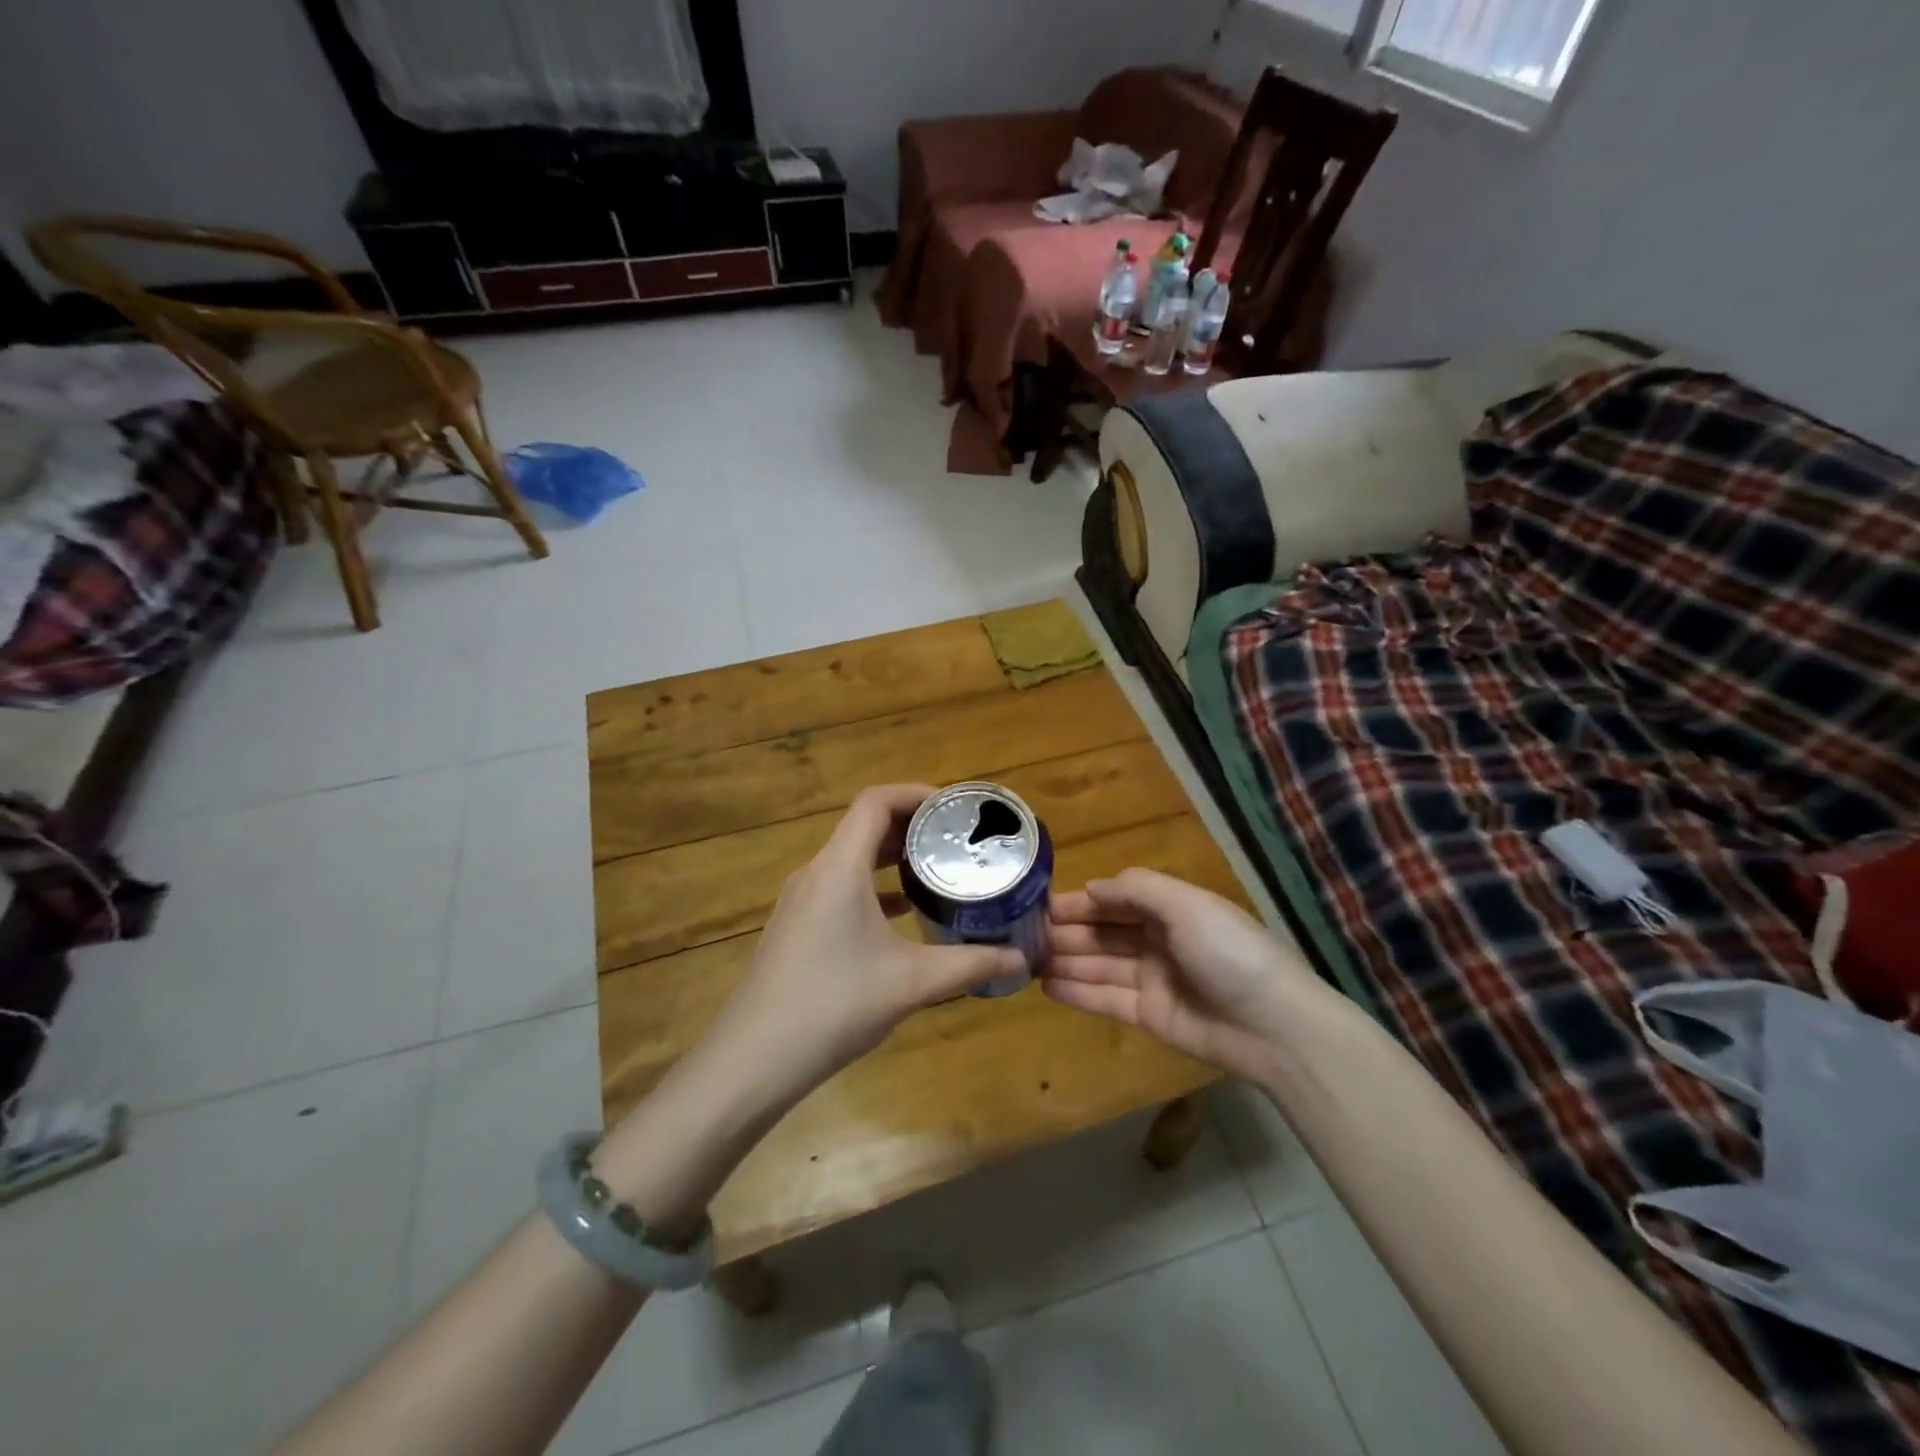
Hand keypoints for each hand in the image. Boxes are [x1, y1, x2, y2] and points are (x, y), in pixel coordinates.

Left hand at [706, 784, 1026, 1100]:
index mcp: (839, 868)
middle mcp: (816, 872)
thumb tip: (1019, 957)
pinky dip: (874, 886)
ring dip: (892, 856)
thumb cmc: (834, 1005)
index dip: (917, 793)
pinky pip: (840, 886)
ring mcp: (800, 900)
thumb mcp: (912, 983)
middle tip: (957, 838)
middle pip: (864, 825)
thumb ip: (969, 964)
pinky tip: (901, 913)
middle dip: (912, 825)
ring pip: (851, 857)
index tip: (955, 810)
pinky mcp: (796, 926)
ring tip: (936, 869)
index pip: (876, 802)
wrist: (754, 1059)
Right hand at [1044, 868, 1316, 1082]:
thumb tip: (1092, 887)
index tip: (1039, 904)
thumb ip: (1137, 889)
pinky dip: (1077, 992)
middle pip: (1103, 932)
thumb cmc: (1229, 952)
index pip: (1115, 900)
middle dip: (1066, 931)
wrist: (1274, 1027)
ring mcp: (1152, 979)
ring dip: (1065, 960)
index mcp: (1170, 909)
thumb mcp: (1186, 905)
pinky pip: (1106, 999)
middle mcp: (1158, 940)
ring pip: (1099, 964)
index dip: (1080, 901)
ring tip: (1025, 960)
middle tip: (1022, 935)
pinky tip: (1047, 986)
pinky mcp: (1149, 1016)